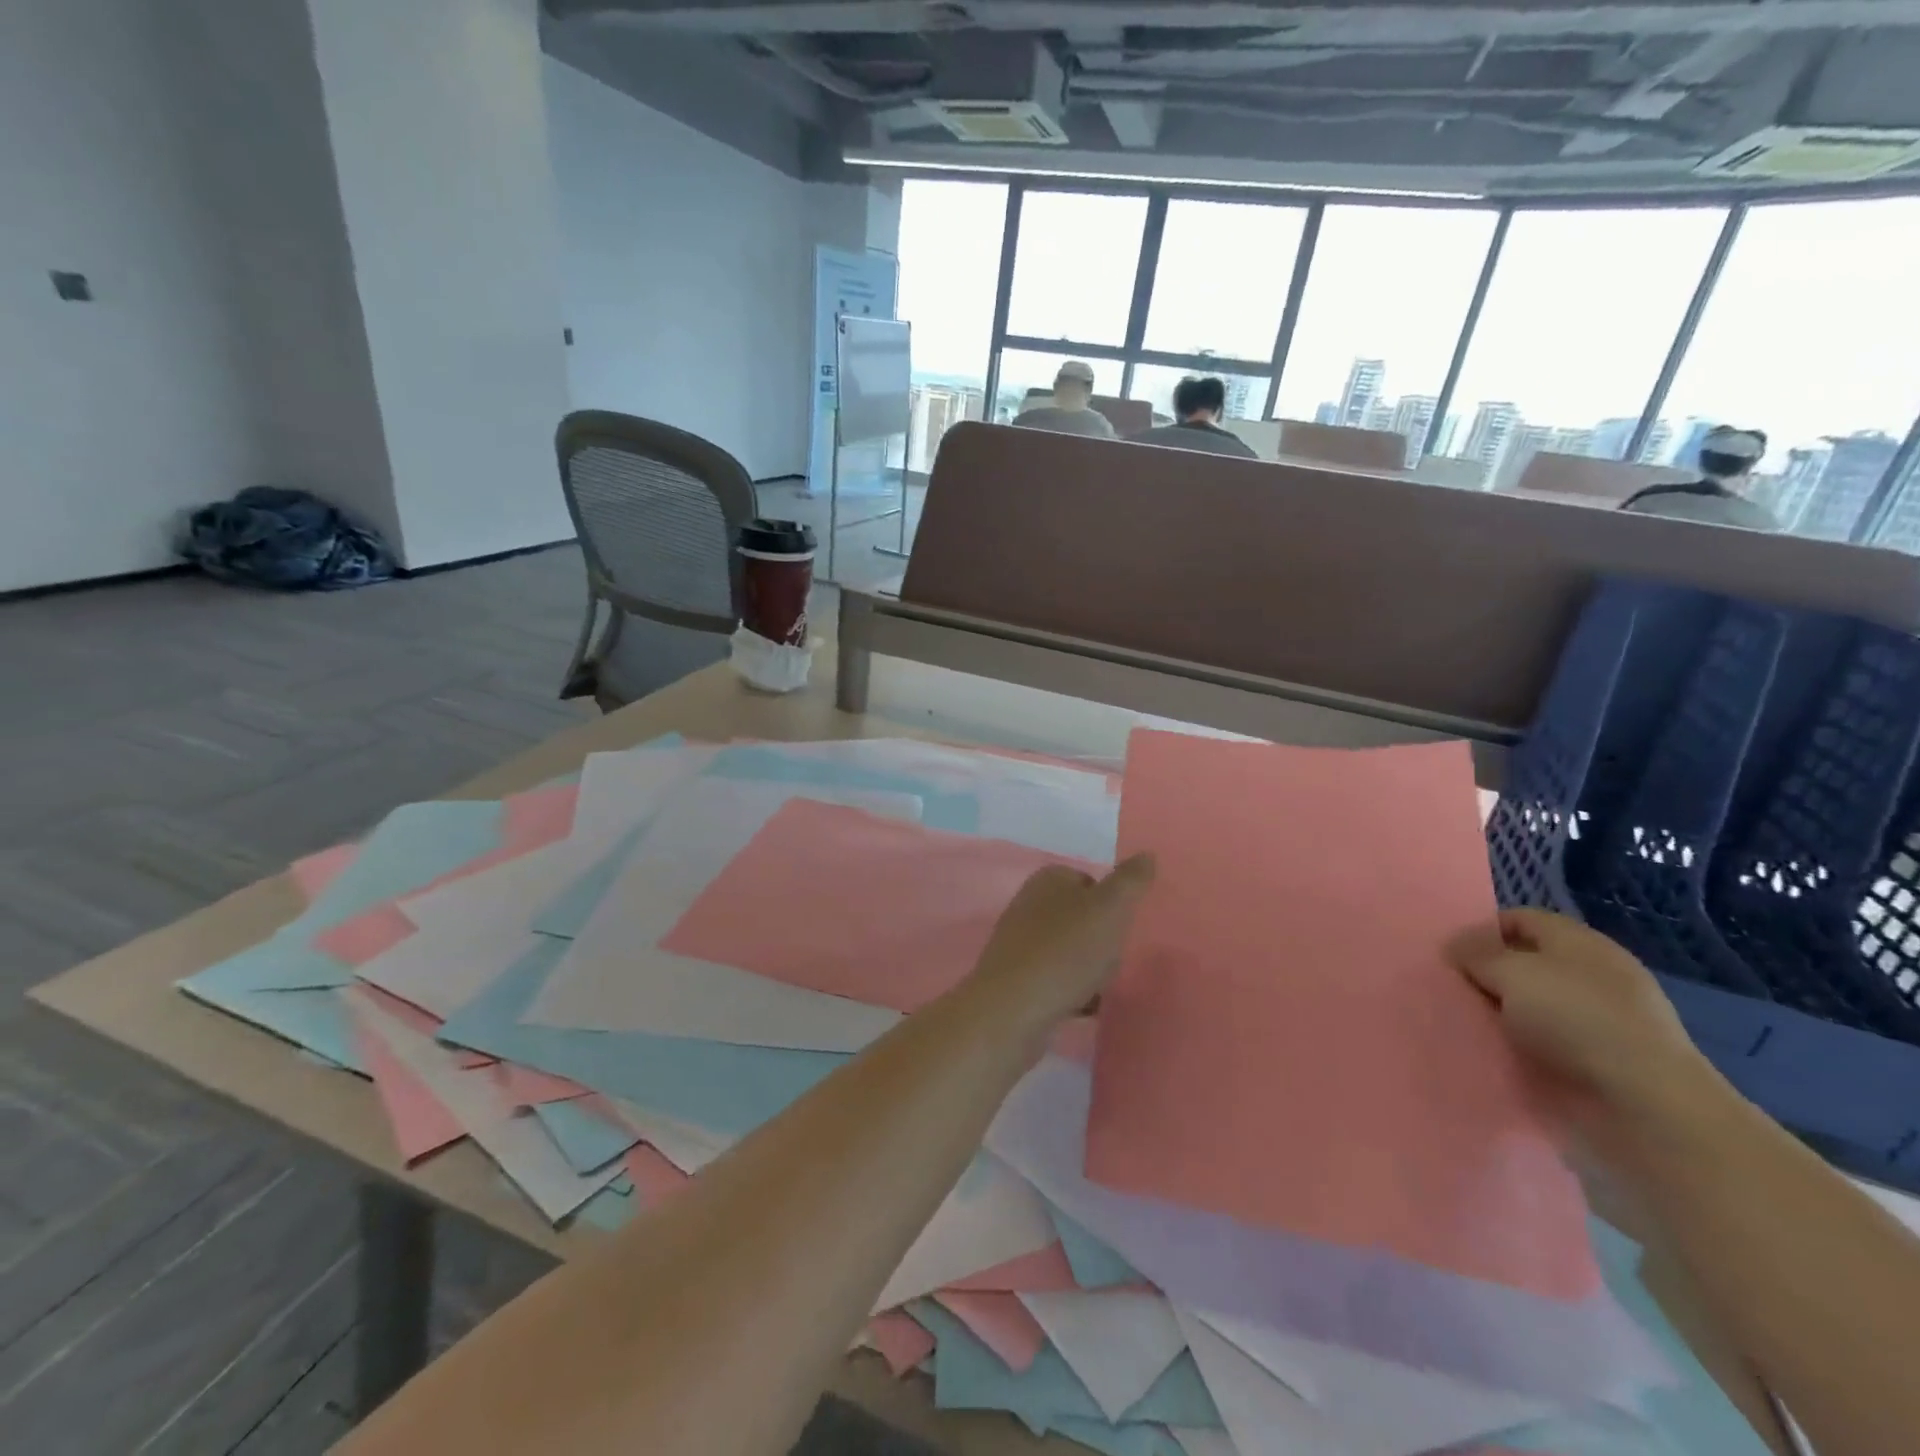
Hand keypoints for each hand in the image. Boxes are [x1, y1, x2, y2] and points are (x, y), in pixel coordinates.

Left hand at [967, 855, 1156, 1028]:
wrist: (1013, 1008)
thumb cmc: (1065, 951)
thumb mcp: (1109, 909)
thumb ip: (1130, 881)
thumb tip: (1146, 854)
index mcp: (1048, 879)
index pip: (1089, 881)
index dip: (1111, 904)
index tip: (1123, 928)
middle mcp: (1029, 903)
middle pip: (1080, 917)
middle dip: (1101, 939)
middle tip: (1115, 959)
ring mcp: (1019, 941)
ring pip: (1068, 949)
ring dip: (1089, 967)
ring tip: (1102, 987)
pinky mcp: (1016, 976)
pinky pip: (1055, 978)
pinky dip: (1072, 991)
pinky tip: (1085, 1007)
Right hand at [1447, 909, 1730, 1152]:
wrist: (1646, 1105)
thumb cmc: (1576, 1020)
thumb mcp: (1511, 972)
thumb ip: (1476, 953)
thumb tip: (1456, 948)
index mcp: (1579, 942)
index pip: (1519, 918)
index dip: (1482, 930)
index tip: (1450, 955)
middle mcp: (1592, 974)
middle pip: (1524, 962)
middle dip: (1488, 974)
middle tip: (1452, 990)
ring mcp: (1601, 1019)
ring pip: (1532, 1004)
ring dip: (1502, 1014)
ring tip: (1468, 1025)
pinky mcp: (1601, 1060)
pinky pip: (1547, 1042)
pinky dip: (1521, 1046)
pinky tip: (1499, 1055)